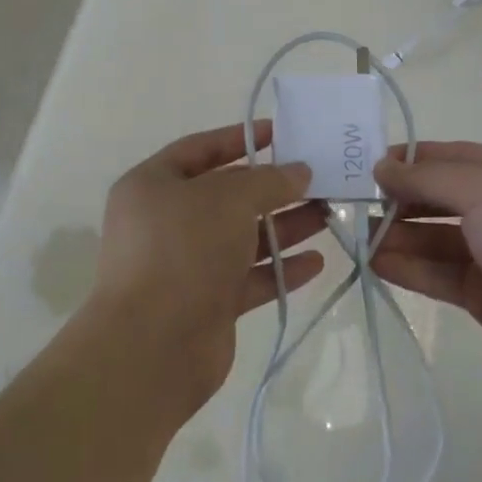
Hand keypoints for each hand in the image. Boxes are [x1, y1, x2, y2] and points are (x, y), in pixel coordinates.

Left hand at [90, 120, 326, 414]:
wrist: (153, 347)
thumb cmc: (184, 249)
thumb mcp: (230, 198)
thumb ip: (269, 180)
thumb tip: (299, 171)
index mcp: (153, 185)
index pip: (200, 149)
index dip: (240, 139)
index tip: (280, 133)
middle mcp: (166, 222)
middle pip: (227, 196)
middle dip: (273, 188)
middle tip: (318, 178)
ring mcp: (186, 265)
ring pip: (242, 237)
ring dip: (284, 227)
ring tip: (328, 214)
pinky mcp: (206, 304)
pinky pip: (249, 278)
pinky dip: (280, 269)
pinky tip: (317, 261)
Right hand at [371, 142, 481, 418]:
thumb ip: (429, 178)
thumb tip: (382, 167)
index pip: (457, 156)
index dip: (414, 158)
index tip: (371, 165)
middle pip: (446, 197)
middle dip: (404, 198)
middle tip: (359, 204)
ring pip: (440, 238)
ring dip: (402, 236)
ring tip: (361, 239)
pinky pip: (442, 274)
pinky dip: (412, 268)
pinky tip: (378, 265)